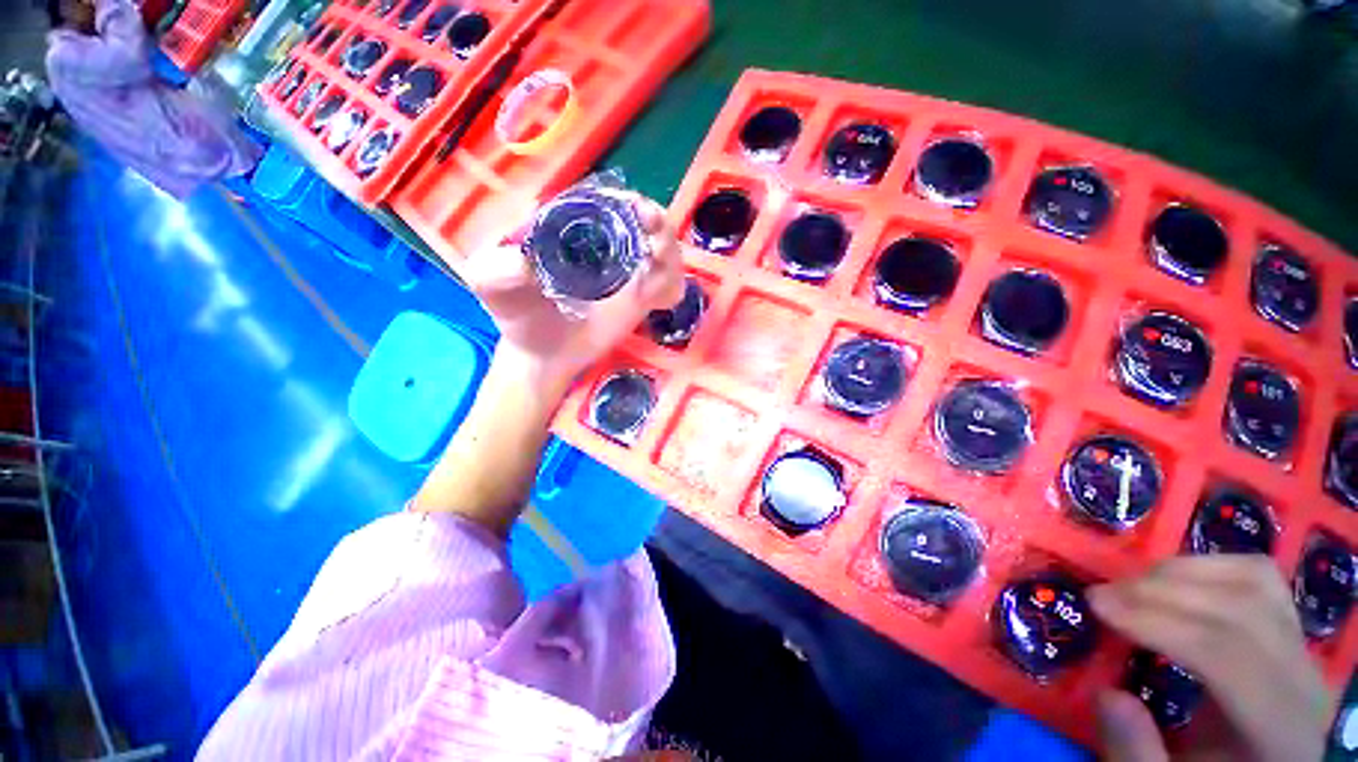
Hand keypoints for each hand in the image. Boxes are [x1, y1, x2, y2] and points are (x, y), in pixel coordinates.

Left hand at [460, 194, 686, 395]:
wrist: (540, 355)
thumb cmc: (514, 313)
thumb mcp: (488, 284)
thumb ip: (496, 269)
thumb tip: (526, 262)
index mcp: (574, 226)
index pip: (606, 201)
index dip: (625, 200)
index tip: (635, 211)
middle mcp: (607, 244)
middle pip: (645, 221)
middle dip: (657, 221)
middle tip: (654, 233)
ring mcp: (627, 273)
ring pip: (664, 251)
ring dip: (671, 251)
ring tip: (658, 263)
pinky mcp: (640, 301)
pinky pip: (668, 287)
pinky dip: (673, 285)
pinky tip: (662, 297)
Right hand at [1088, 555, 1333, 761]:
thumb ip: (1136, 752)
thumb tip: (1108, 694)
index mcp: (1282, 729)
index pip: (1226, 654)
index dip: (1158, 622)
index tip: (1095, 605)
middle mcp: (1304, 678)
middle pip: (1241, 609)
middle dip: (1162, 591)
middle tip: (1101, 593)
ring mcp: (1303, 646)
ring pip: (1253, 581)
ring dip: (1183, 573)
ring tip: (1132, 585)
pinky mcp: (1291, 626)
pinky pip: (1258, 577)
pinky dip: (1210, 566)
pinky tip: (1176, 580)